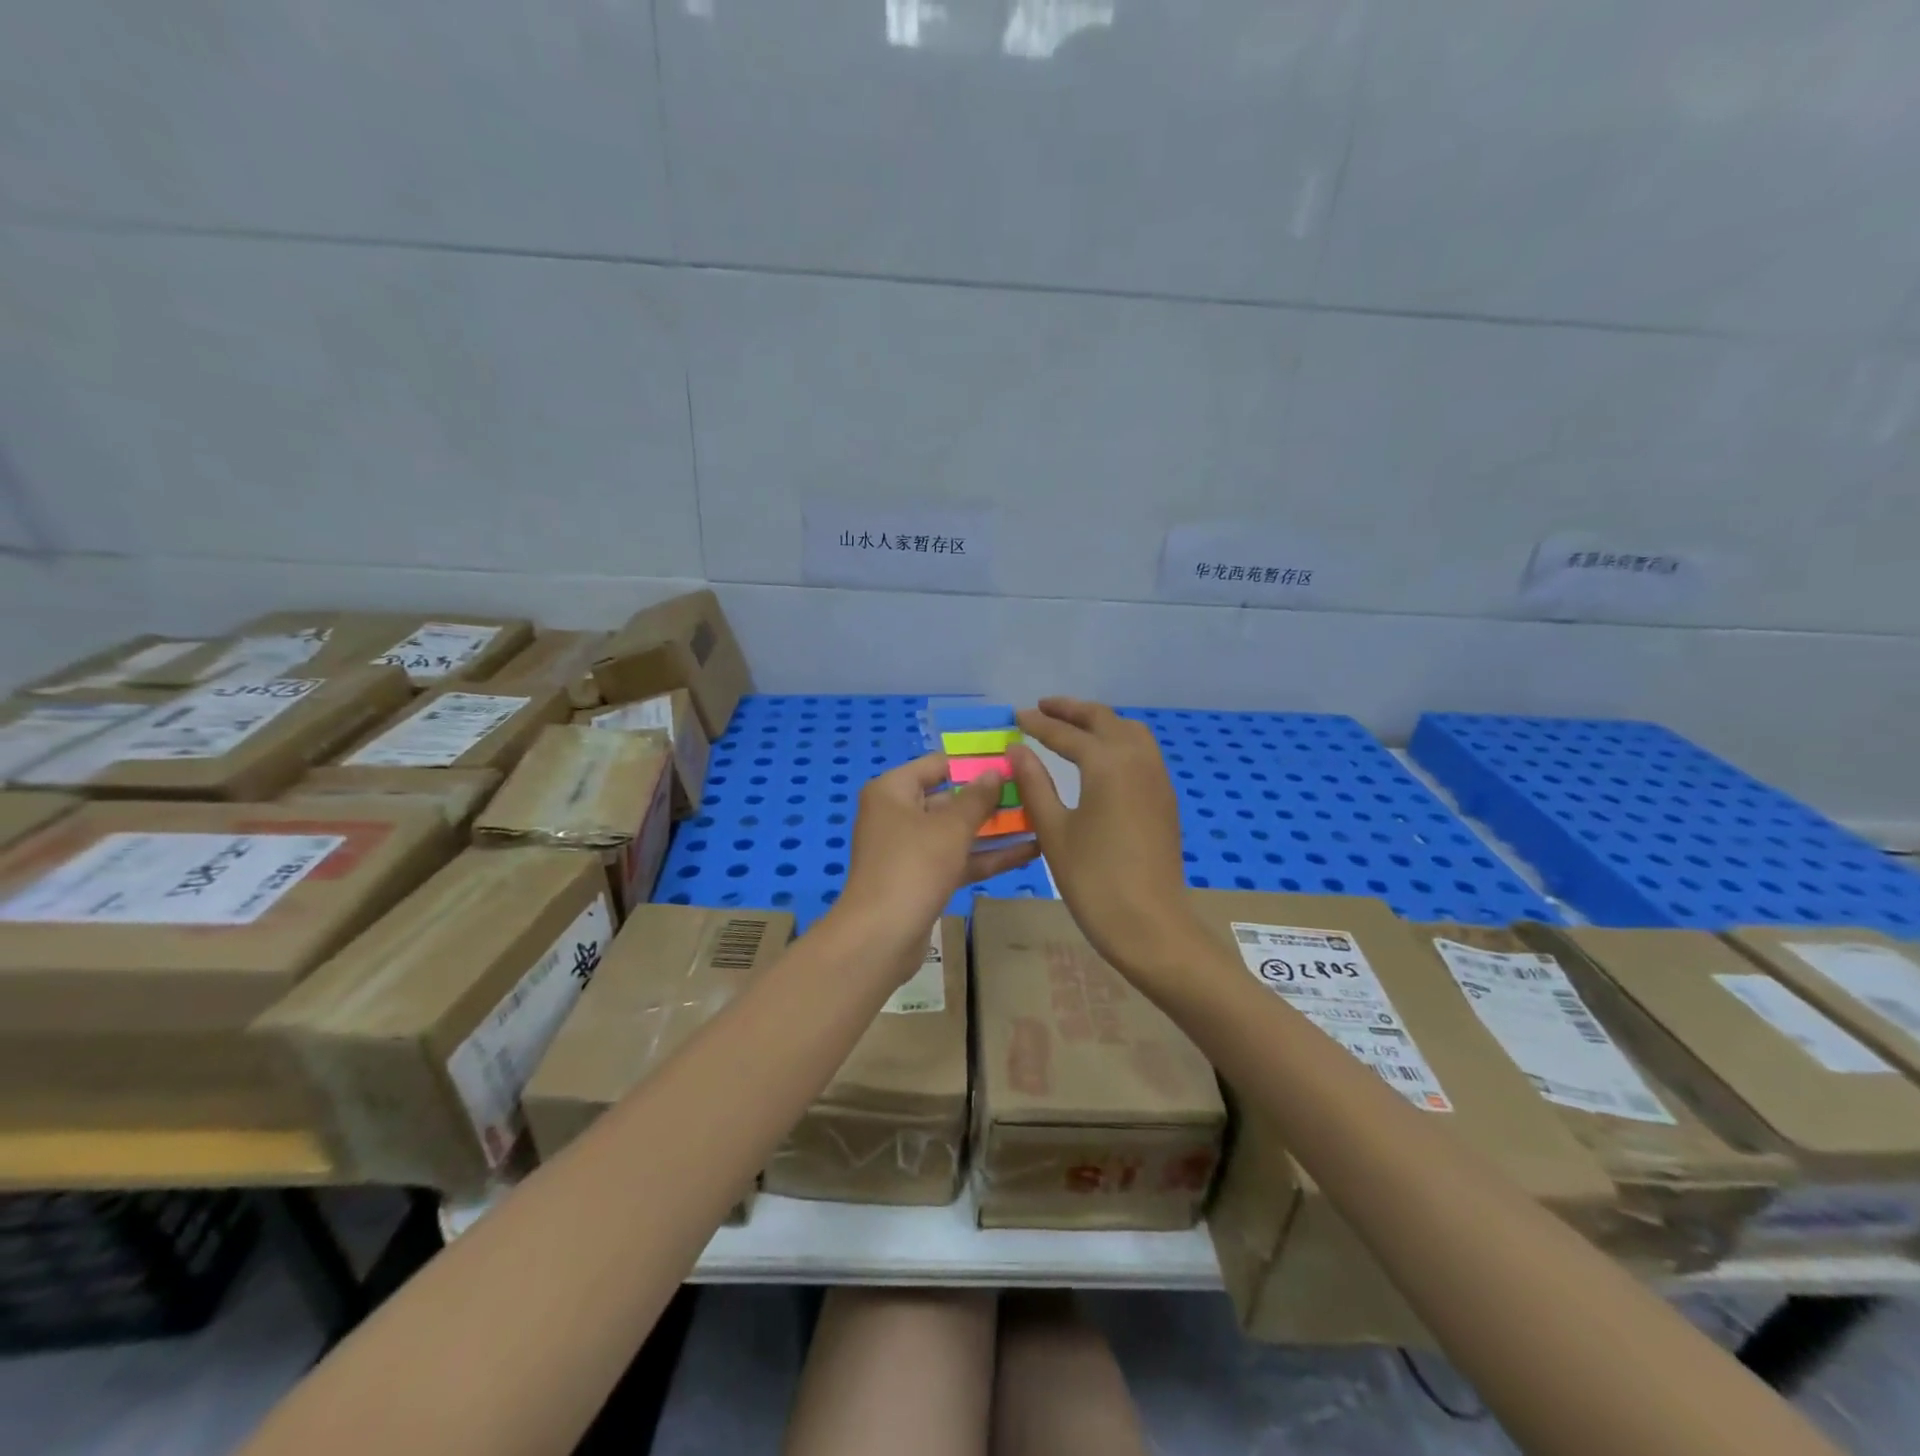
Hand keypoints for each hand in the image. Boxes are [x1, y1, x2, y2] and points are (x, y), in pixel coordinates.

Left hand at [837, 752, 1038, 973]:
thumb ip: (977, 798)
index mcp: (892, 791)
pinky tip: (1028, 852)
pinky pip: (957, 859)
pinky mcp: (922, 879)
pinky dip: (986, 856)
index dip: (973, 763)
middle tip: (1032, 792)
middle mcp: (897, 814)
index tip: (1011, 763)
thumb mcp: (951, 827)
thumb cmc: (914, 866)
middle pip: (948, 798)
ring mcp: (909, 849)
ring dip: (994, 829)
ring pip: (956, 832)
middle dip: (989, 798)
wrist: (881, 937)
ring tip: (1039, 820)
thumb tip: (995, 772)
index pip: (937, 765)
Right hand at [1008, 698, 1203, 981]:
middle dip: (1072, 711)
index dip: (1039, 724)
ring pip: (1129, 731)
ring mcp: (1156, 778)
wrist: (1150, 924)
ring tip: (1072, 725)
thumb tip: (1017, 749)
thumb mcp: (1054, 831)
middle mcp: (1137, 760)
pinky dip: (1118, 740)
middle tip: (1043, 708)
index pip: (1067, 734)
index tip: (1017, 716)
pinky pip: (1142, 751)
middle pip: (1104, 720)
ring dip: (1100, 722)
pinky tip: (1101, 757)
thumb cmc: (1093, 879)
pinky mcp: (1164, 798)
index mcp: (1107, 764)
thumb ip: (1035, 784)